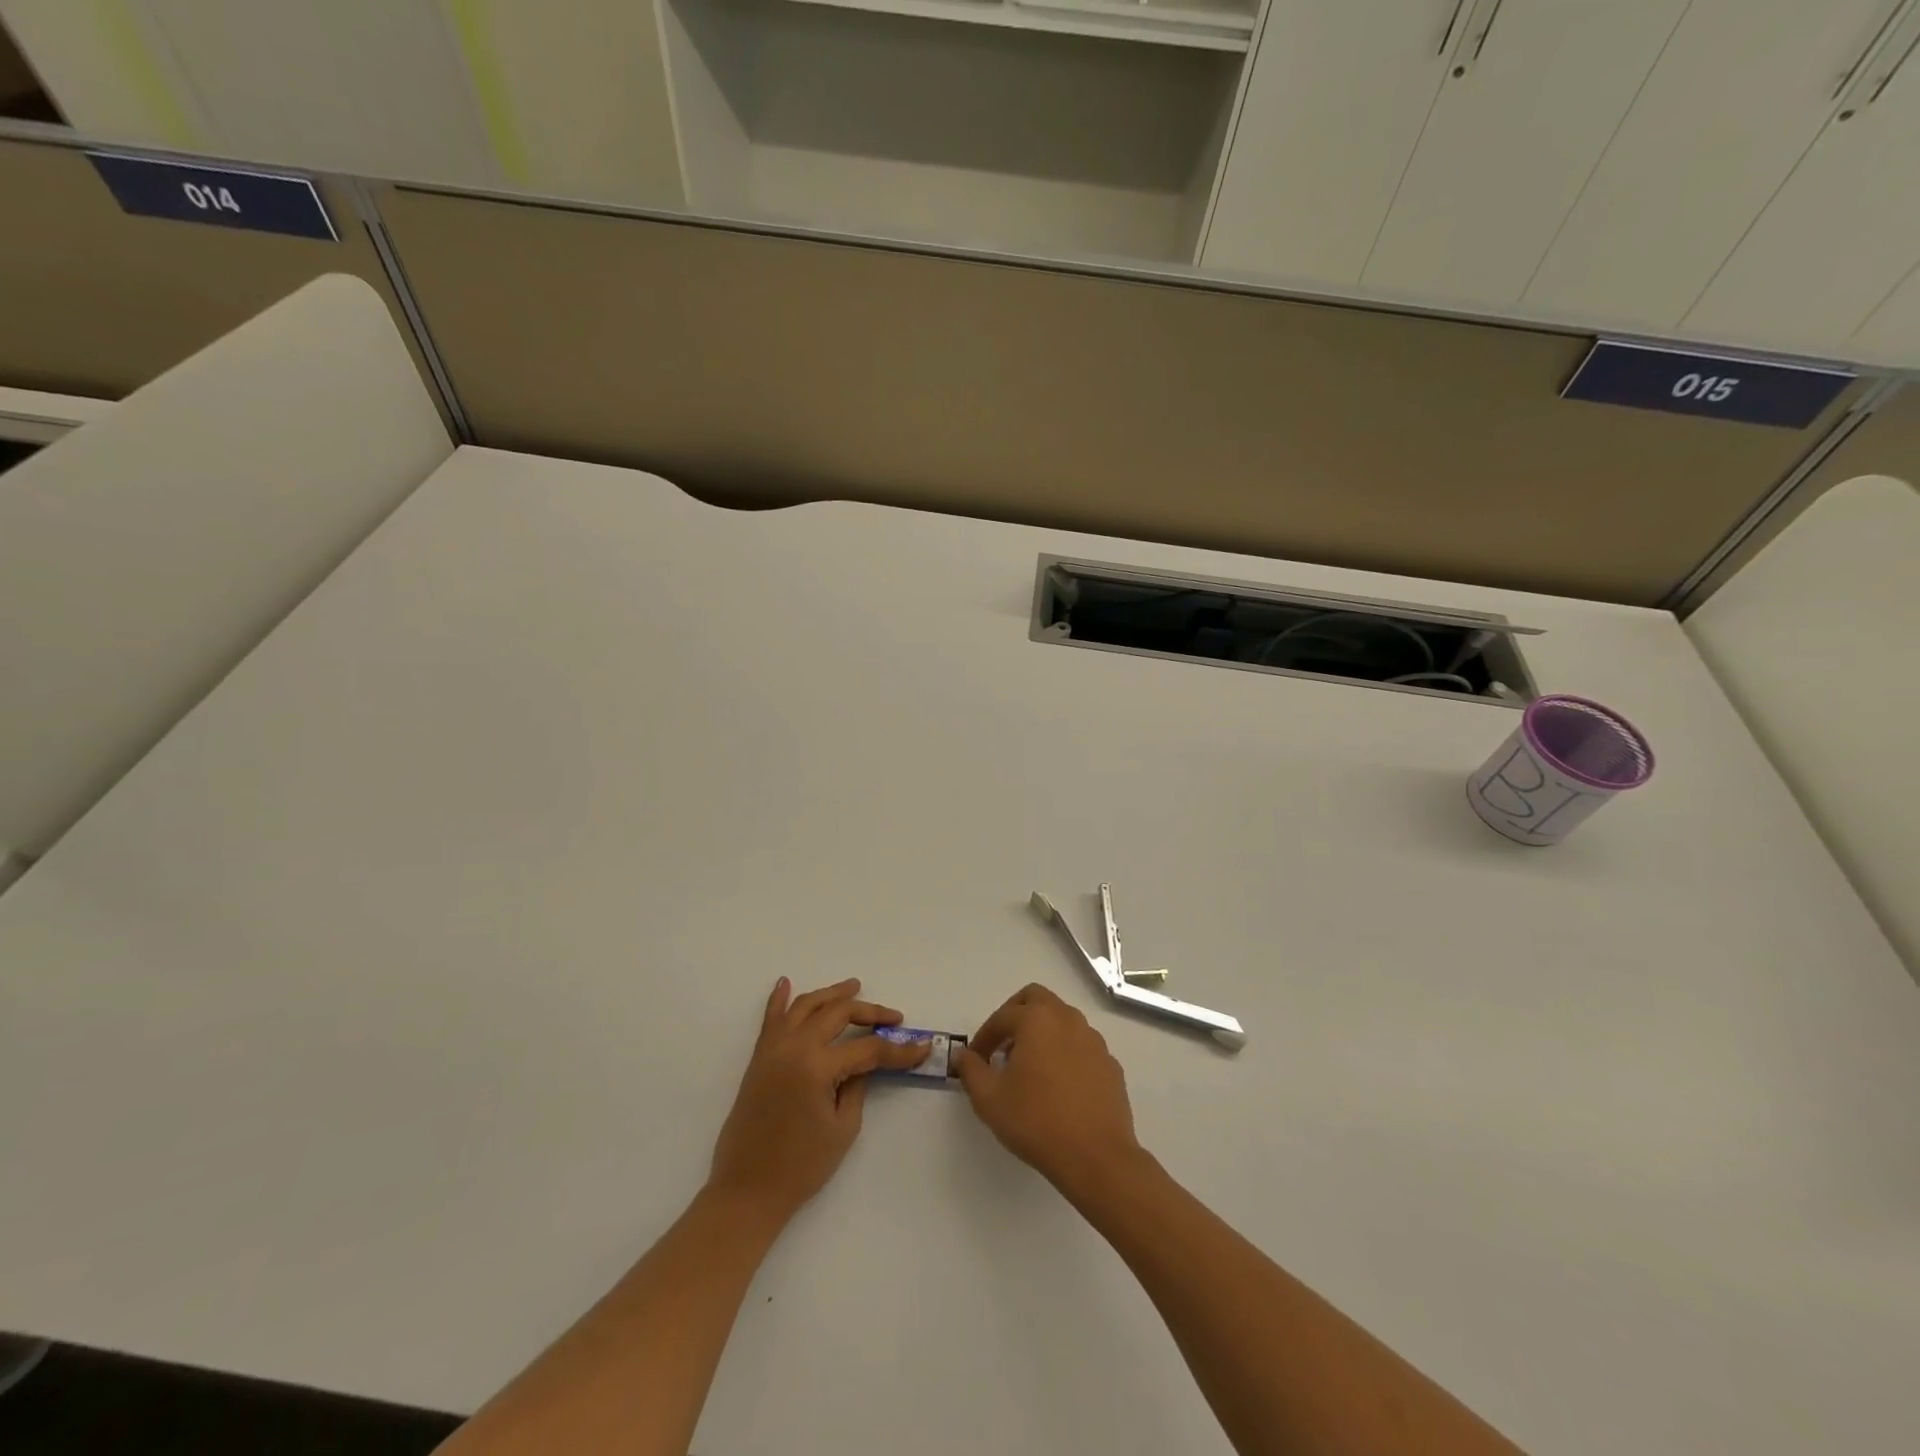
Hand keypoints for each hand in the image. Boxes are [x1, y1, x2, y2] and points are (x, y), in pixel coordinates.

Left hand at [707, 977, 929, 1226]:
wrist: (746, 1191)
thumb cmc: (800, 1167)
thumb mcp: (842, 1128)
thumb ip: (857, 1086)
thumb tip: (866, 1061)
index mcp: (817, 1066)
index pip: (868, 1048)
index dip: (898, 1050)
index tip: (922, 1048)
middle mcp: (794, 1046)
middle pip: (838, 1014)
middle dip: (870, 1012)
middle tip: (893, 1018)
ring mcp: (773, 1049)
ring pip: (806, 1005)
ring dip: (831, 994)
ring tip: (854, 987)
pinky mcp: (759, 1058)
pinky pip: (770, 1018)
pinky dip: (779, 998)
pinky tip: (786, 983)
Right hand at [954, 984, 1143, 1198]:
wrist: (1095, 1157)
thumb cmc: (1036, 1121)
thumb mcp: (990, 1100)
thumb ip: (972, 1071)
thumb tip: (963, 1055)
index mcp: (1037, 1020)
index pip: (1002, 1017)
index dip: (984, 1036)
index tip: (976, 1059)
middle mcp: (1067, 1020)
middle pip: (1037, 999)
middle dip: (1015, 1015)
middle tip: (1003, 1044)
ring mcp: (1094, 1041)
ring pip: (1062, 1019)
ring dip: (1042, 1032)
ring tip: (1029, 1066)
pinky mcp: (1110, 1064)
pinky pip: (1082, 1046)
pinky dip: (1065, 1053)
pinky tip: (1058, 1085)